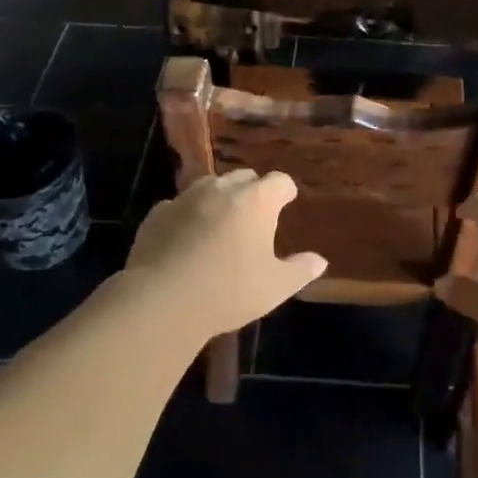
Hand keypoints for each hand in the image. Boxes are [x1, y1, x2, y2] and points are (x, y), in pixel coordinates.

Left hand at [123, 170, 326, 337]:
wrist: (162, 300)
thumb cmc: (229, 290)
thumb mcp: (275, 287)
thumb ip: (300, 270)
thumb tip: (320, 261)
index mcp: (257, 200)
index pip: (280, 181)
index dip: (285, 192)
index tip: (287, 202)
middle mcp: (222, 189)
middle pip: (244, 177)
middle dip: (253, 191)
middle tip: (256, 216)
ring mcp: (186, 197)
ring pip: (209, 185)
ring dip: (219, 197)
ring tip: (221, 223)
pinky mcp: (158, 213)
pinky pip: (179, 205)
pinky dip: (188, 215)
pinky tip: (186, 238)